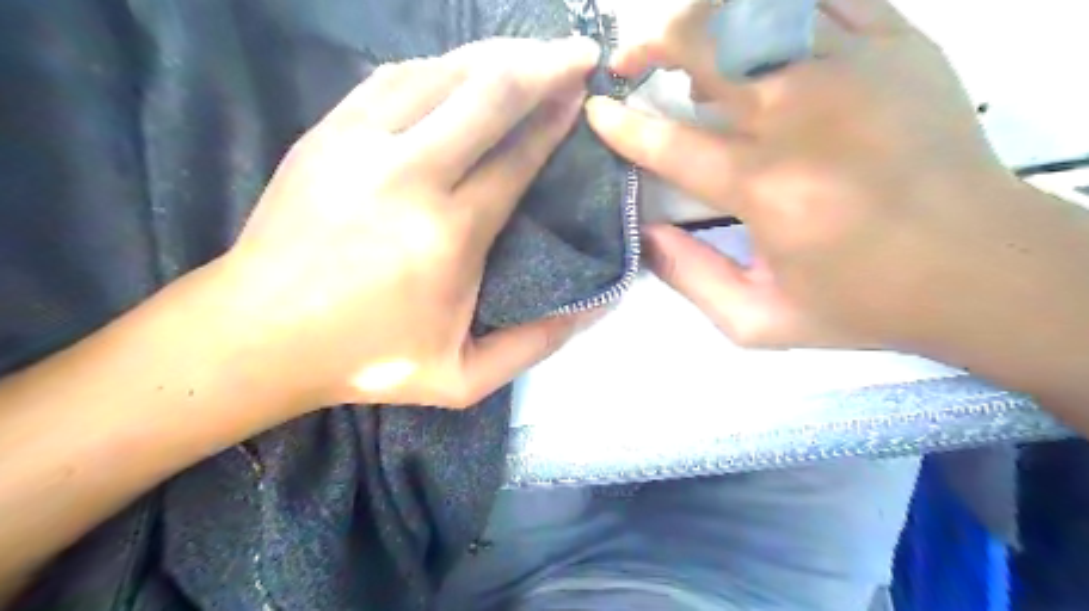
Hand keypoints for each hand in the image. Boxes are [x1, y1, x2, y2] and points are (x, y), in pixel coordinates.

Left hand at [208, 36, 604, 411]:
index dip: (556, 121)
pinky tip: (462, 70)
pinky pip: (395, 78)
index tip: (583, 97)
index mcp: (449, 234)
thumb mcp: (463, 378)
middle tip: (578, 52)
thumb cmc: (367, 360)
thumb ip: (534, 345)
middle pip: (489, 94)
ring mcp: (360, 143)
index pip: (518, 157)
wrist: (258, 335)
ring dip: (495, 57)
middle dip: (543, 65)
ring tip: (530, 53)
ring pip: (442, 73)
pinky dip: (440, 67)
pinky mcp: (327, 132)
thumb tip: (594, 308)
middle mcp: (410, 174)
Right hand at [588, 0, 1021, 348]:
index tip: (597, 111)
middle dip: (649, 42)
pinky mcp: (897, 42)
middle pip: (703, 44)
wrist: (981, 268)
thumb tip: (644, 233)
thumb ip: (690, 279)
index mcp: (765, 188)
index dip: (621, 124)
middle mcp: (800, 115)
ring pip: (754, 5)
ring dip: (705, 16)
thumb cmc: (862, 302)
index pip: (668, 142)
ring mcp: (853, 67)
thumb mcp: (759, 322)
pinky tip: (758, 30)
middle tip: (630, 61)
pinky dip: (773, 5)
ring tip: (688, 42)